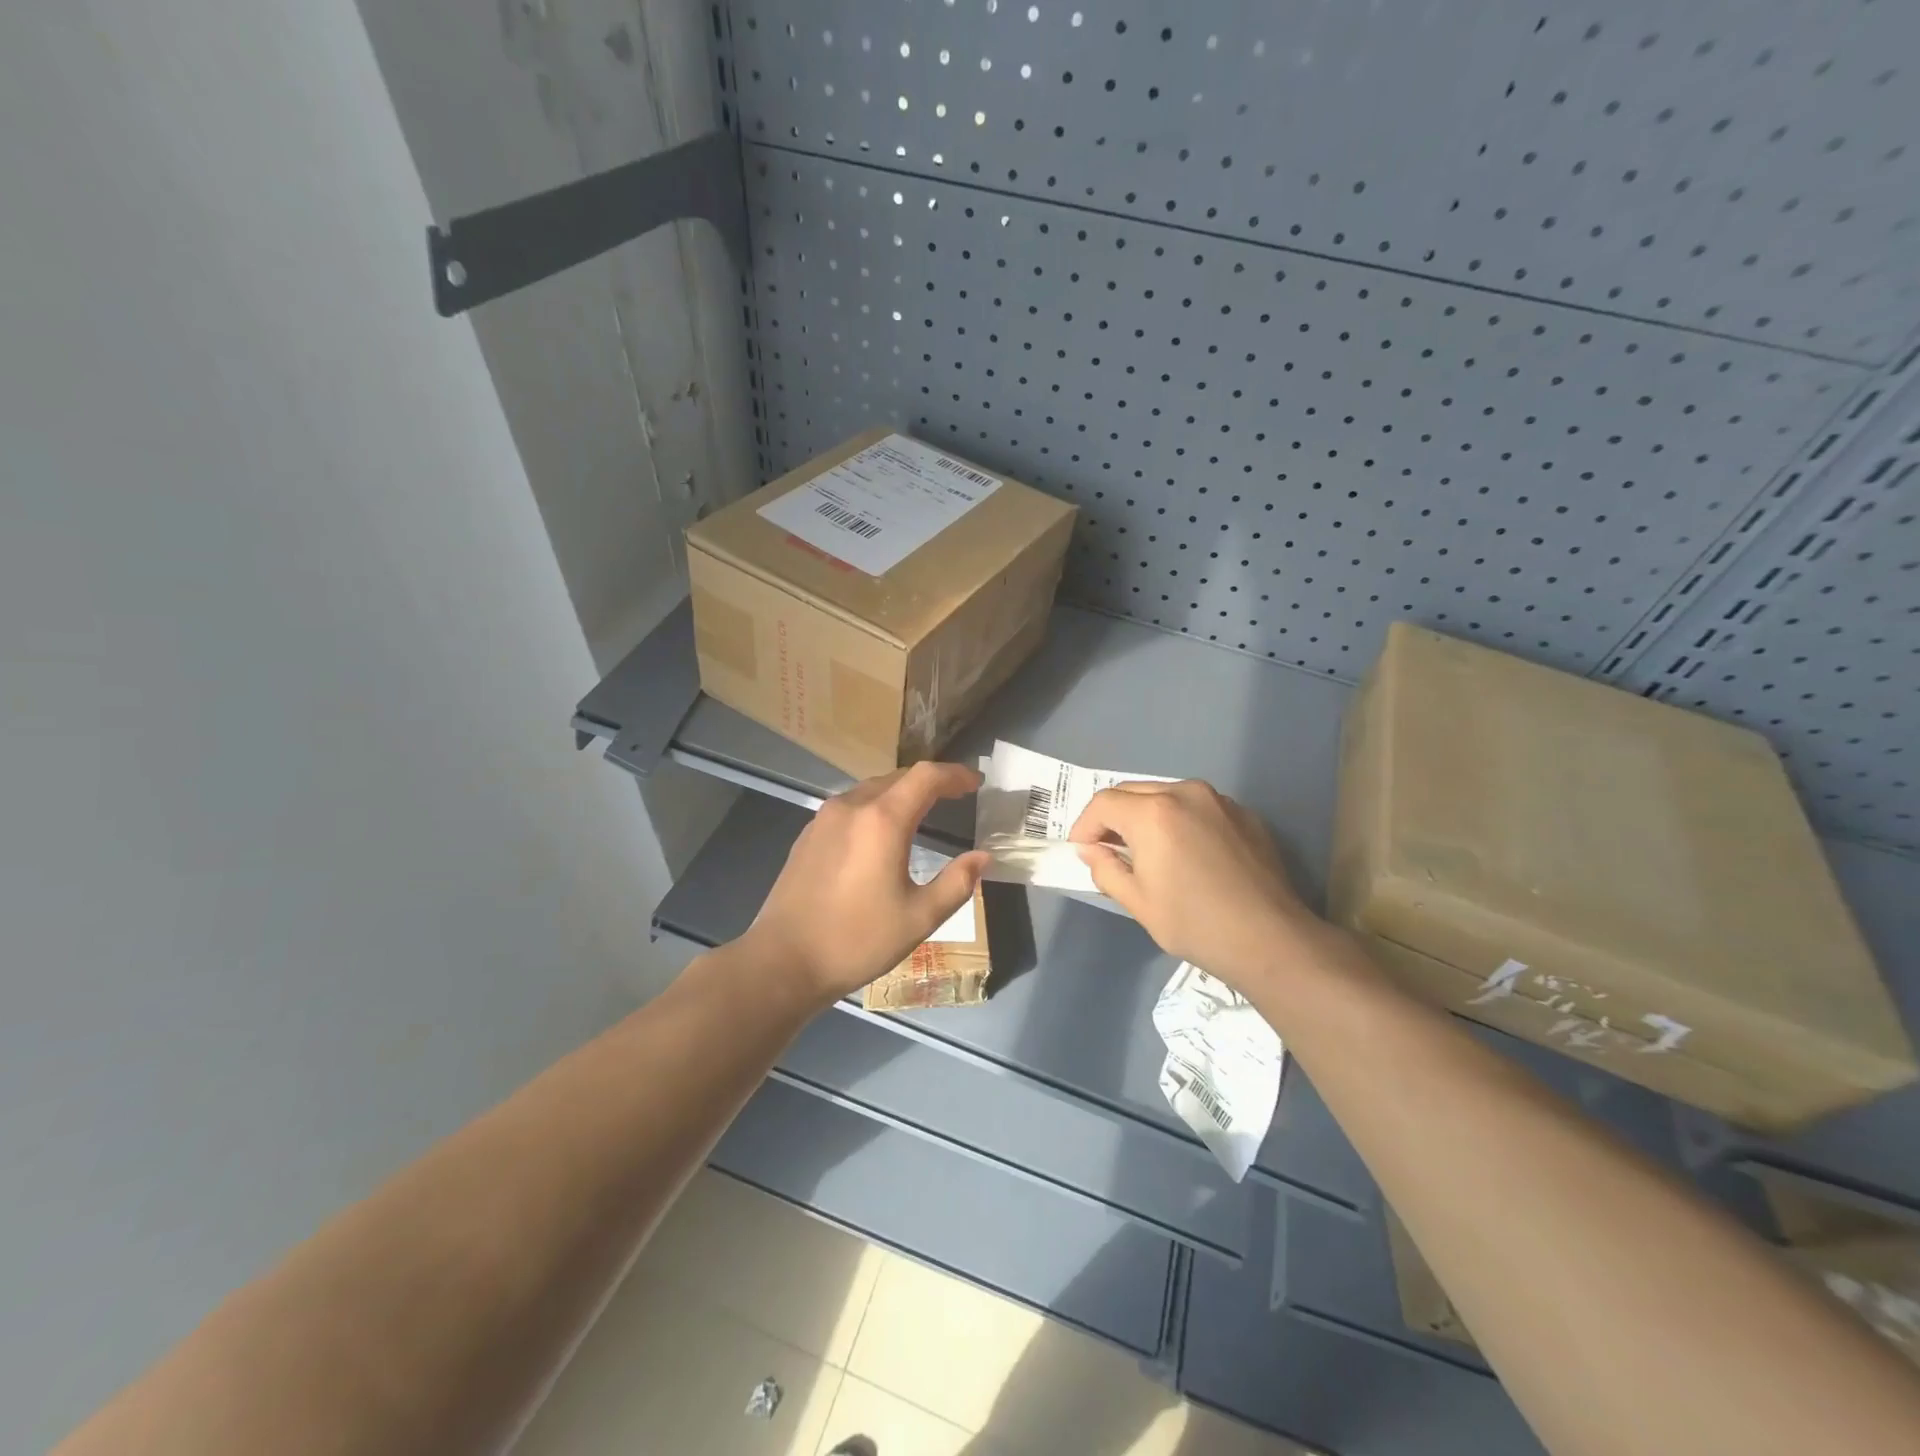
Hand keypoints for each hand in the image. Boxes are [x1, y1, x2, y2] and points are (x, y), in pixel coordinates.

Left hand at [743, 762, 989, 1003]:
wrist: (783, 961)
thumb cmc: (857, 940)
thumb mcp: (919, 917)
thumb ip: (957, 883)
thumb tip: (983, 857)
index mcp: (883, 821)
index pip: (926, 777)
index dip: (954, 775)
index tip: (976, 783)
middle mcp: (852, 806)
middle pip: (899, 777)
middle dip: (930, 782)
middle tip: (955, 796)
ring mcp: (825, 818)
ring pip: (872, 789)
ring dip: (901, 792)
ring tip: (923, 811)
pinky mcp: (808, 834)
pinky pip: (851, 805)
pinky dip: (876, 806)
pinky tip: (880, 833)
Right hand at [1069, 780, 1317, 991]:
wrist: (1271, 940)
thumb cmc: (1195, 924)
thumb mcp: (1138, 903)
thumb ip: (1105, 868)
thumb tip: (1091, 851)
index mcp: (1153, 812)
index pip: (1103, 803)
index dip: (1085, 826)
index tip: (1082, 851)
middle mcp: (1185, 793)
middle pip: (1133, 792)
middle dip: (1113, 817)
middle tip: (1108, 849)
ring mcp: (1219, 800)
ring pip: (1165, 795)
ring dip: (1146, 815)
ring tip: (1146, 849)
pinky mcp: (1243, 814)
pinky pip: (1197, 807)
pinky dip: (1179, 820)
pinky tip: (1185, 853)